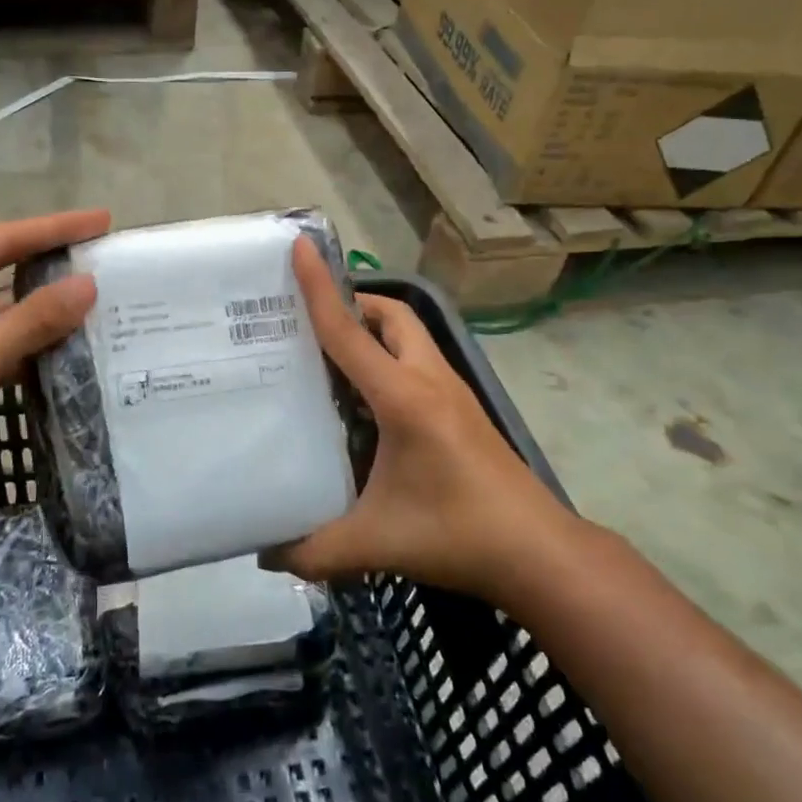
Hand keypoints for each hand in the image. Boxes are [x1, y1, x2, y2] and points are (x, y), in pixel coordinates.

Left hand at [0, 210, 109, 497]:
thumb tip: (89, 286)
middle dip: (51, 267)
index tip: (103, 219)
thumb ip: (32, 321)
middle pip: (1, 266)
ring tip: (96, 305)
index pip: (4, 237)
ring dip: (38, 311)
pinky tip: (60, 348)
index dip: (57, 229)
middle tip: (105, 261)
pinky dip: (19, 342)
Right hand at [264, 239, 568, 599]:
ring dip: (372, 331)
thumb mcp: (375, 542)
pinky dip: (388, 358)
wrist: (538, 553)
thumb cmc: (457, 535)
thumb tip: (264, 554)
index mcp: (403, 398)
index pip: (349, 332)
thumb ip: (314, 550)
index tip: (300, 247)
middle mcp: (429, 381)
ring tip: (329, 356)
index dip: (319, 289)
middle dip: (352, 304)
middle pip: (391, 316)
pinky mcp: (462, 411)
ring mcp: (452, 393)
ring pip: (409, 336)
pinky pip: (418, 362)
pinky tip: (366, 400)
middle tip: (309, 321)